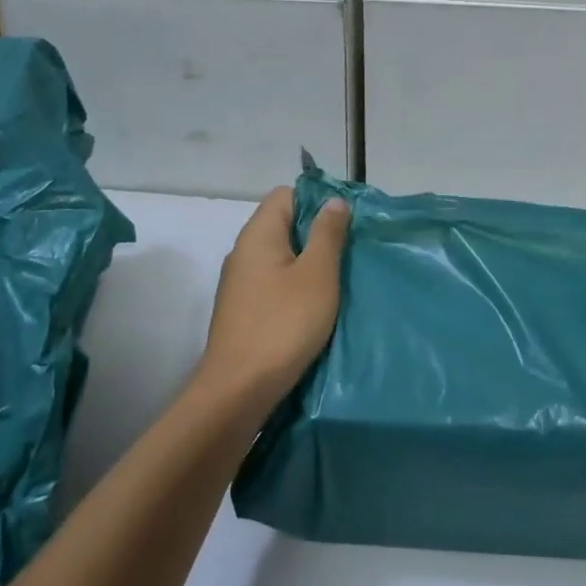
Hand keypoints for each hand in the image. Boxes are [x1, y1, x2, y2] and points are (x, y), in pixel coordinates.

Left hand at [198, 187, 351, 411]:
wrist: (237, 391)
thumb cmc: (283, 324)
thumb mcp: (317, 274)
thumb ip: (327, 234)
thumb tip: (332, 201)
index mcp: (258, 234)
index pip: (286, 194)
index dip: (316, 201)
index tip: (344, 224)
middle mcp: (243, 252)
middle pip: (283, 225)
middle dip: (316, 235)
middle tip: (347, 254)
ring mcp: (239, 283)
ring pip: (280, 257)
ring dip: (307, 264)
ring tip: (335, 283)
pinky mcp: (241, 311)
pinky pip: (272, 284)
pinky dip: (293, 288)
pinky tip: (313, 308)